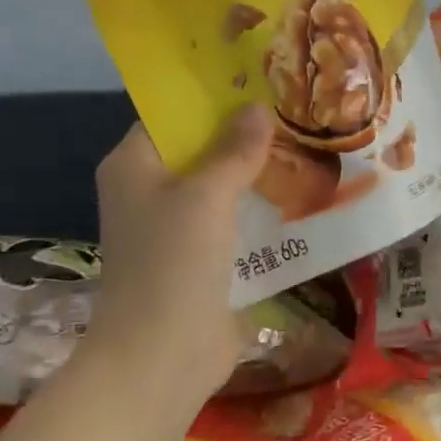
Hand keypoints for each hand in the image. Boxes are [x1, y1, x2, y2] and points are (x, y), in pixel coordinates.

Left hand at [83, 105, 272, 403]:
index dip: (212, 98)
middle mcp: (149, 191)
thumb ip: (234, 149)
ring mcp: (175, 228)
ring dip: (257, 173)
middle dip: (244, 136)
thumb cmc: (173, 263)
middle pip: (200, 150)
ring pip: (221, 187)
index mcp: (133, 165)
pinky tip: (301, 197)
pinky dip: (259, 209)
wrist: (162, 356)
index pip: (171, 116)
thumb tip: (258, 108)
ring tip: (307, 148)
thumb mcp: (206, 195)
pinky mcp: (201, 259)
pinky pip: (233, 221)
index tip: (261, 84)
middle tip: (296, 114)